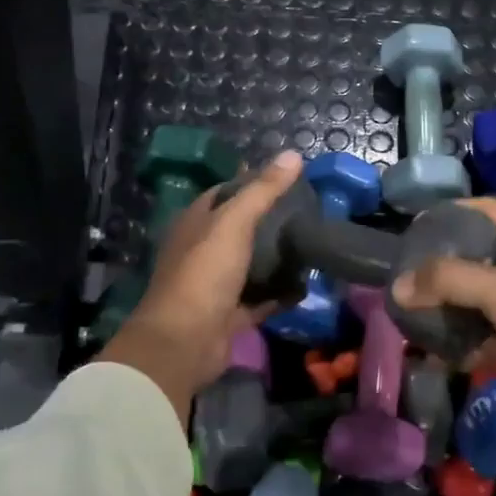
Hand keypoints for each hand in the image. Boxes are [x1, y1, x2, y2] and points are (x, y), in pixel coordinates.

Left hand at [97, 151, 303, 424]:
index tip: (286, 178)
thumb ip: (263, 190)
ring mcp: (214, 285)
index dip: (250, 182)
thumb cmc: (204, 273)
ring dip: (275, 258)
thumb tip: (293, 154)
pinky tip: (305, 286)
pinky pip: (259, 299)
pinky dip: (279, 294)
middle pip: (239, 229)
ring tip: (310, 245)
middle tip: (307, 212)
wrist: (184, 341)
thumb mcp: (234, 222)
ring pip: (249, 265)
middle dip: (268, 221)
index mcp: (195, 223)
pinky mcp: (228, 315)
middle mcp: (201, 251)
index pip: (223, 193)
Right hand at [391, 198, 495, 452]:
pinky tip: (429, 352)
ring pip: (473, 298)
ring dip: (444, 306)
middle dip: (440, 265)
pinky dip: (457, 342)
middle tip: (404, 273)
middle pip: (475, 255)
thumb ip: (450, 280)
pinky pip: (479, 335)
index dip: (453, 211)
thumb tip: (399, 285)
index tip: (415, 225)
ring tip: (407, 311)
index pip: (487, 211)